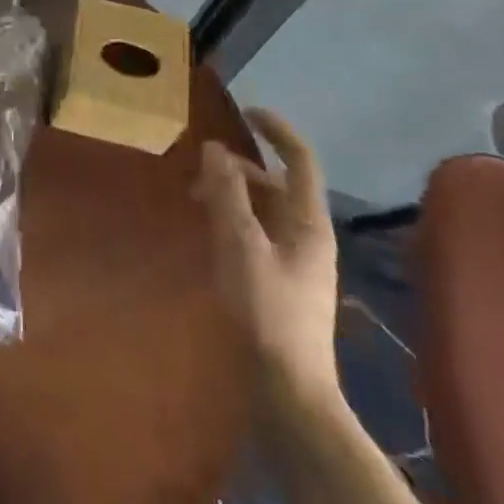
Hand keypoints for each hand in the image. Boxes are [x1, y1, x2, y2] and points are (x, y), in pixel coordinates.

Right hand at [194, 108, 341, 411]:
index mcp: (308, 221)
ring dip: (232, 195)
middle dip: (238, 169)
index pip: (300, 160)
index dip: (277, 130)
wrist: (288, 392)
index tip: (245, 111)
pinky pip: (257, 234)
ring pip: (264, 210)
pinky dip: (233, 221)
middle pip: (275, 184)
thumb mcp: (239, 244)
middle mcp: (307, 235)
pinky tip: (208, 235)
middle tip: (197, 172)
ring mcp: (296, 262)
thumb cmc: (266, 311)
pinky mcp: (281, 283)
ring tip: (195, 202)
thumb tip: (215, 148)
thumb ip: (227, 193)